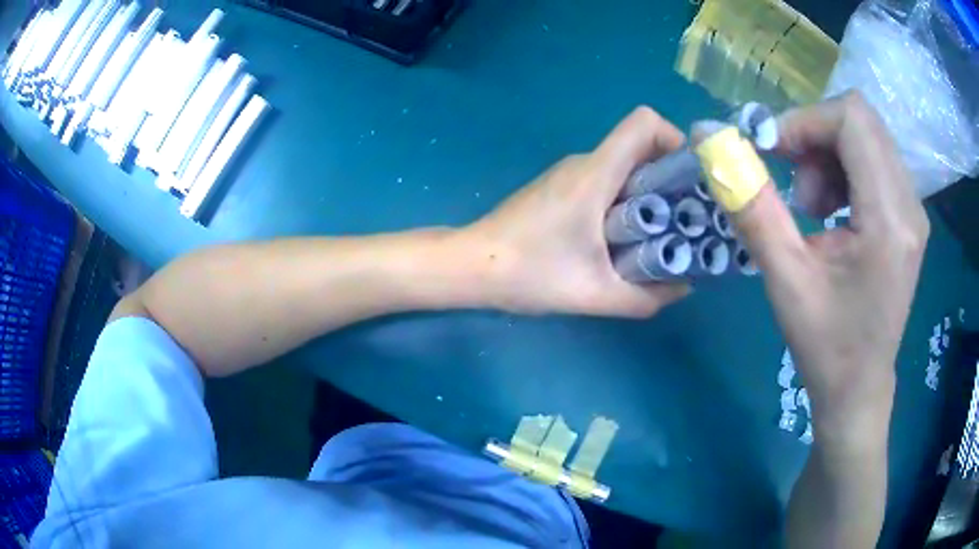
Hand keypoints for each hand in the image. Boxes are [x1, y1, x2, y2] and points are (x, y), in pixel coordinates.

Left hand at [466, 107, 690, 316]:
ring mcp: (569, 174)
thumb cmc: (529, 272)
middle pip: (640, 147)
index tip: (689, 180)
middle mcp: (584, 163)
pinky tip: (622, 241)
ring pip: (623, 168)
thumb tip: (682, 288)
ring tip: (659, 237)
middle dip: (670, 179)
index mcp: (596, 173)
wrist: (470, 266)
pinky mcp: (559, 188)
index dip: (675, 139)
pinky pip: (605, 182)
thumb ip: (645, 297)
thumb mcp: (594, 294)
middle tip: (685, 220)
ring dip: (649, 195)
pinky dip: (625, 203)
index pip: (644, 122)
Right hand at [718, 92, 929, 443]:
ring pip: (867, 135)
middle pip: (861, 119)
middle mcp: (910, 205)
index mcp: (889, 221)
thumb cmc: (825, 347)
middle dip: (815, 134)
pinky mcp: (908, 216)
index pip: (852, 120)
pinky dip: (843, 167)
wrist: (859, 389)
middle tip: (792, 177)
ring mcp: (913, 209)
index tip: (773, 152)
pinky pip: (874, 159)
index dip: (806, 121)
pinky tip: (831, 209)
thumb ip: (751, 205)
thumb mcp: (785, 279)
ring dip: (829, 152)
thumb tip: (710, 141)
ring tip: (812, 205)